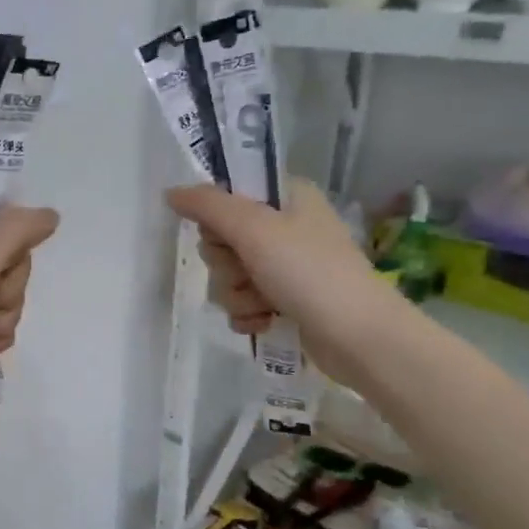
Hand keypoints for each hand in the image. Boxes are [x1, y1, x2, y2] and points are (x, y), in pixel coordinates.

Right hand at [166, 177, 401, 385]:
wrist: (357, 336)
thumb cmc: (308, 272)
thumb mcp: (254, 230)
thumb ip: (208, 206)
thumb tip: (171, 192)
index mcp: (287, 197)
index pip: (228, 196)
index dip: (217, 220)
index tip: (225, 236)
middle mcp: (286, 226)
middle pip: (223, 240)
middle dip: (227, 265)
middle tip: (249, 272)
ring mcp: (287, 266)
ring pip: (229, 275)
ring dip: (237, 294)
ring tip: (264, 304)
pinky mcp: (286, 300)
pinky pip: (244, 302)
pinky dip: (248, 314)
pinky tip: (263, 322)